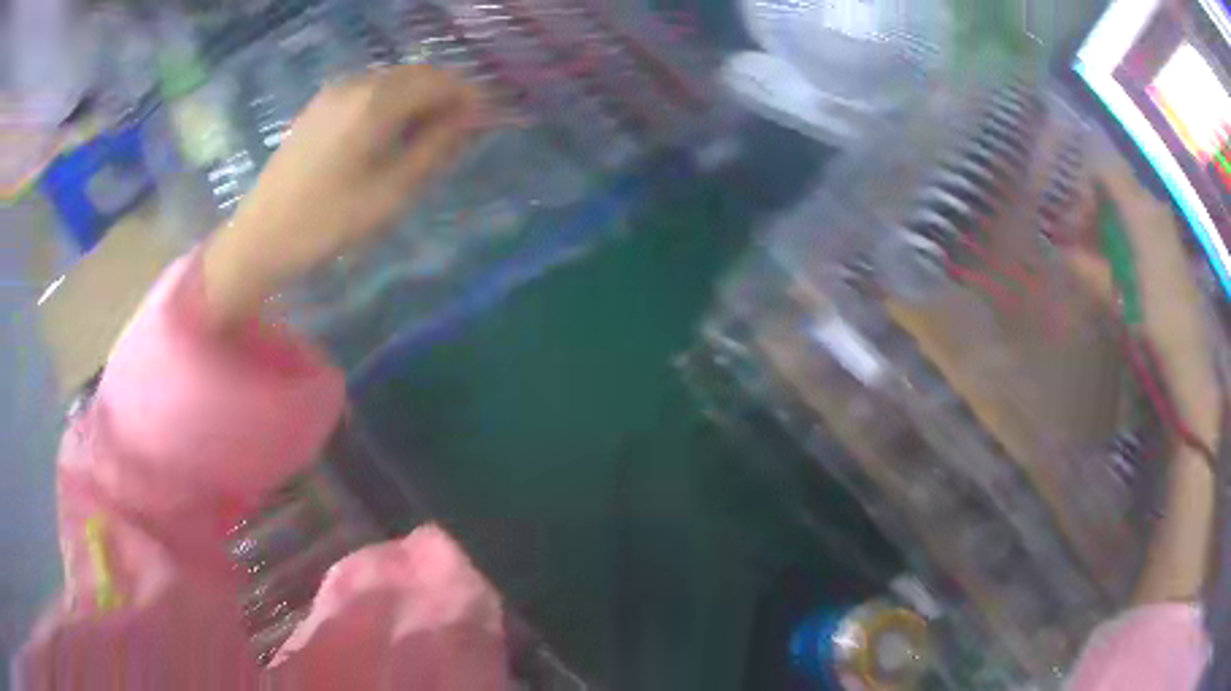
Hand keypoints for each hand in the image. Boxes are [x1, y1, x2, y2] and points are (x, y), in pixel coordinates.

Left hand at [202, 66, 480, 328]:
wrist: (259, 236)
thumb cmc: (325, 222)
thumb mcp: (389, 193)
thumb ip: (434, 149)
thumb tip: (470, 120)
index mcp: (376, 101)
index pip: (440, 81)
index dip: (469, 98)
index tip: (487, 123)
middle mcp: (356, 84)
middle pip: (417, 75)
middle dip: (445, 96)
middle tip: (461, 133)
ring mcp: (333, 92)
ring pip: (393, 81)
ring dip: (419, 99)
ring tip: (428, 137)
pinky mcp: (318, 106)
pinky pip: (368, 91)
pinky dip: (391, 104)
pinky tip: (389, 135)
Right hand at [1093, 143, 1220, 445]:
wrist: (1189, 360)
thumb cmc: (1151, 325)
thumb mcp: (1114, 299)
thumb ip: (1086, 269)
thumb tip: (1061, 252)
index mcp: (1139, 211)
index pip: (1102, 174)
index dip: (1083, 194)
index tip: (1072, 228)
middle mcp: (1153, 207)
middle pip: (1116, 189)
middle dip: (1095, 213)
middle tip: (1081, 247)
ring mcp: (1166, 227)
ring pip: (1130, 209)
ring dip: (1111, 228)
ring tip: (1100, 262)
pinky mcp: (1173, 248)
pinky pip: (1143, 226)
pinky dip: (1128, 238)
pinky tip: (1123, 269)